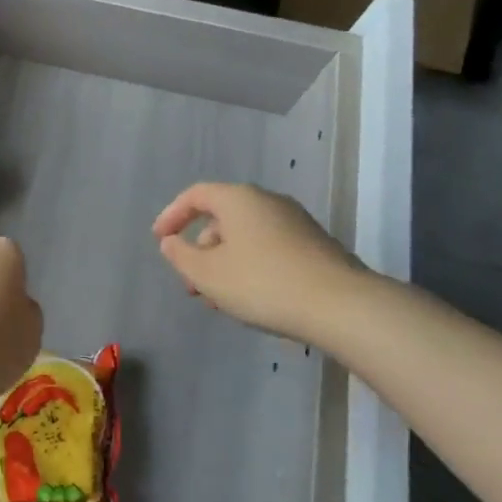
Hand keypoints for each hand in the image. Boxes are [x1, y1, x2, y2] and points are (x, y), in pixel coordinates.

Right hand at [153, 182, 368, 341]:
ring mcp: (295, 222)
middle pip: (222, 217)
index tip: (160, 240)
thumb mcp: (209, 274)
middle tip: (191, 283)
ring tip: (219, 299)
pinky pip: (269, 248)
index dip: (172, 215)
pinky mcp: (314, 246)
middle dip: (200, 249)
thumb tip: (171, 242)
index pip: (196, 195)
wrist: (341, 306)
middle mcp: (268, 201)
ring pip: (246, 236)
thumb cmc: (263, 283)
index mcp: (239, 199)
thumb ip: (182, 256)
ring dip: (224, 263)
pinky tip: (251, 299)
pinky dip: (250, 266)